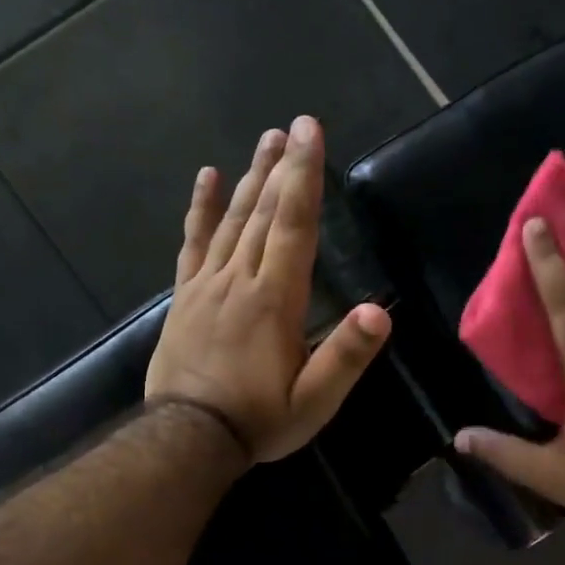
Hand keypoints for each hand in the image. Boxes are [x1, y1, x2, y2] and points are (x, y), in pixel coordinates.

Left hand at [146, 116, 391, 463]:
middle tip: (292, 126)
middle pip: (263, 213)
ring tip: (264, 142)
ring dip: (249, 179)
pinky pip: (193, 244)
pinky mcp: (184, 297)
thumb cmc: (258, 420)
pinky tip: (205, 179)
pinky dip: (200, 210)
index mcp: (275, 300)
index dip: (304, 176)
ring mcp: (207, 285)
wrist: (188, 438)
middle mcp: (240, 280)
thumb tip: (380, 312)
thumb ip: (345, 356)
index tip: (309, 132)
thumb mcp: (313, 401)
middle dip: (281, 167)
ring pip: (231, 221)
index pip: (294, 225)